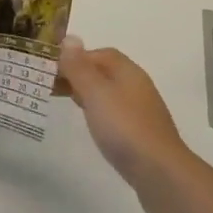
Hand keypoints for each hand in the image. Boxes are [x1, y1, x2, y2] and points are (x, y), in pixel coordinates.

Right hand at [59, 38, 202, 212]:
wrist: (160, 174)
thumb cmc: (124, 127)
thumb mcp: (95, 93)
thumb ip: (79, 67)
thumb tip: (69, 38)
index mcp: (128, 72)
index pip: (101, 53)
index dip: (76, 57)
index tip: (52, 69)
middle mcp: (137, 87)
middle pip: (105, 72)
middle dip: (79, 75)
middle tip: (52, 86)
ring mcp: (141, 112)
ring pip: (109, 94)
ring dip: (88, 94)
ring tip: (66, 103)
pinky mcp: (141, 134)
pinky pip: (115, 114)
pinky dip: (99, 113)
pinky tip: (92, 125)